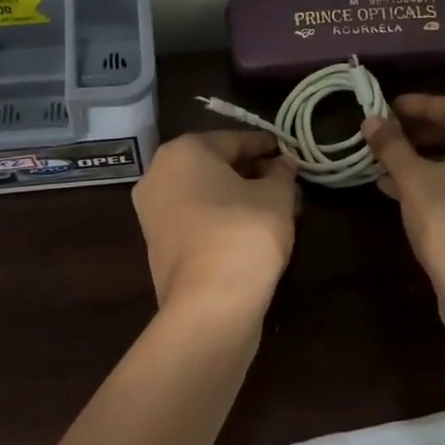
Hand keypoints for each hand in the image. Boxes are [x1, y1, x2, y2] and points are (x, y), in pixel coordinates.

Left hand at [132, 131, 297, 315]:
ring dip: (242, 197)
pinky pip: (197, 219)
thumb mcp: (276, 196)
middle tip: (288, 183)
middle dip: (254, 173)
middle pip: (216, 166)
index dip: (267, 146)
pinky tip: (255, 230)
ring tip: (279, 209)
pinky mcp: (159, 246)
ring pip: (207, 195)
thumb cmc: (243, 233)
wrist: (209, 305)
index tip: (291, 153)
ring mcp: (153, 213)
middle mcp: (159, 175)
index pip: (234, 139)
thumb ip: (281, 172)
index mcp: (182, 152)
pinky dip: (224, 219)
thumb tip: (283, 162)